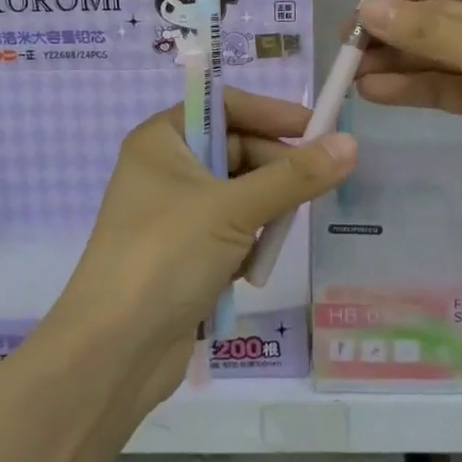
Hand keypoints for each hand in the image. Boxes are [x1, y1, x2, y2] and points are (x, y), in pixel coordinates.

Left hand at [58, 90, 355, 406]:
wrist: (111, 354)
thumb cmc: (166, 258)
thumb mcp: (234, 209)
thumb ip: (295, 176)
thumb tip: (350, 143)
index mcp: (162, 140)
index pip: (227, 106)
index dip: (273, 114)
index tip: (319, 128)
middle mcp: (166, 168)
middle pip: (238, 150)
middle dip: (275, 170)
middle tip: (315, 187)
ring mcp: (174, 213)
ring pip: (240, 193)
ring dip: (265, 210)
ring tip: (280, 232)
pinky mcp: (184, 253)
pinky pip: (232, 229)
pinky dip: (249, 242)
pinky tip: (253, 266)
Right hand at [355, 0, 461, 219]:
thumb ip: (428, 32)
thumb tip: (366, 9)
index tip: (360, 1)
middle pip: (434, 17)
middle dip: (392, 29)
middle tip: (346, 45)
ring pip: (432, 54)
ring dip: (394, 61)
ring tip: (349, 72)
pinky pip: (440, 87)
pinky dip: (410, 88)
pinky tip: (374, 92)